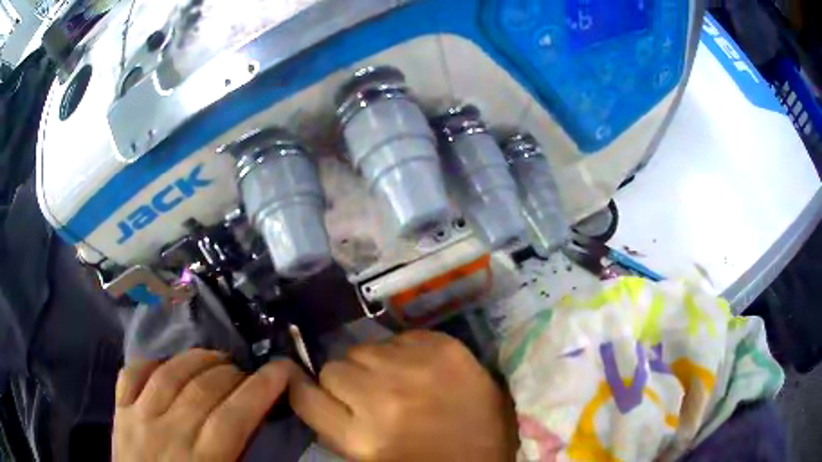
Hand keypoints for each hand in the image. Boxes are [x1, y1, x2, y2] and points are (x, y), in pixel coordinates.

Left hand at [113, 349, 291, 460]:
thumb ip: (241, 460)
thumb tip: (258, 429)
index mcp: (202, 461)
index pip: (235, 416)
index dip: (262, 388)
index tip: (283, 369)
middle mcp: (168, 433)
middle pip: (204, 389)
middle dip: (233, 373)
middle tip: (247, 373)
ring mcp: (139, 418)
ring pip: (169, 373)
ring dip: (198, 359)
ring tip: (217, 359)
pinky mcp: (119, 411)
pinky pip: (132, 374)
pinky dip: (151, 362)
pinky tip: (167, 363)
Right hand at [289, 330, 517, 460]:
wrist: (489, 452)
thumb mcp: (365, 455)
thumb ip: (331, 423)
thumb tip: (306, 386)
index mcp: (361, 437)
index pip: (304, 395)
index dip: (303, 387)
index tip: (308, 385)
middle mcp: (382, 397)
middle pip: (333, 367)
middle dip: (346, 381)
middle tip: (371, 396)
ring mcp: (416, 367)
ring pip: (364, 348)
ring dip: (374, 364)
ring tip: (399, 382)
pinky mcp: (445, 347)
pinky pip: (400, 337)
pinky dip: (404, 352)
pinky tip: (421, 371)